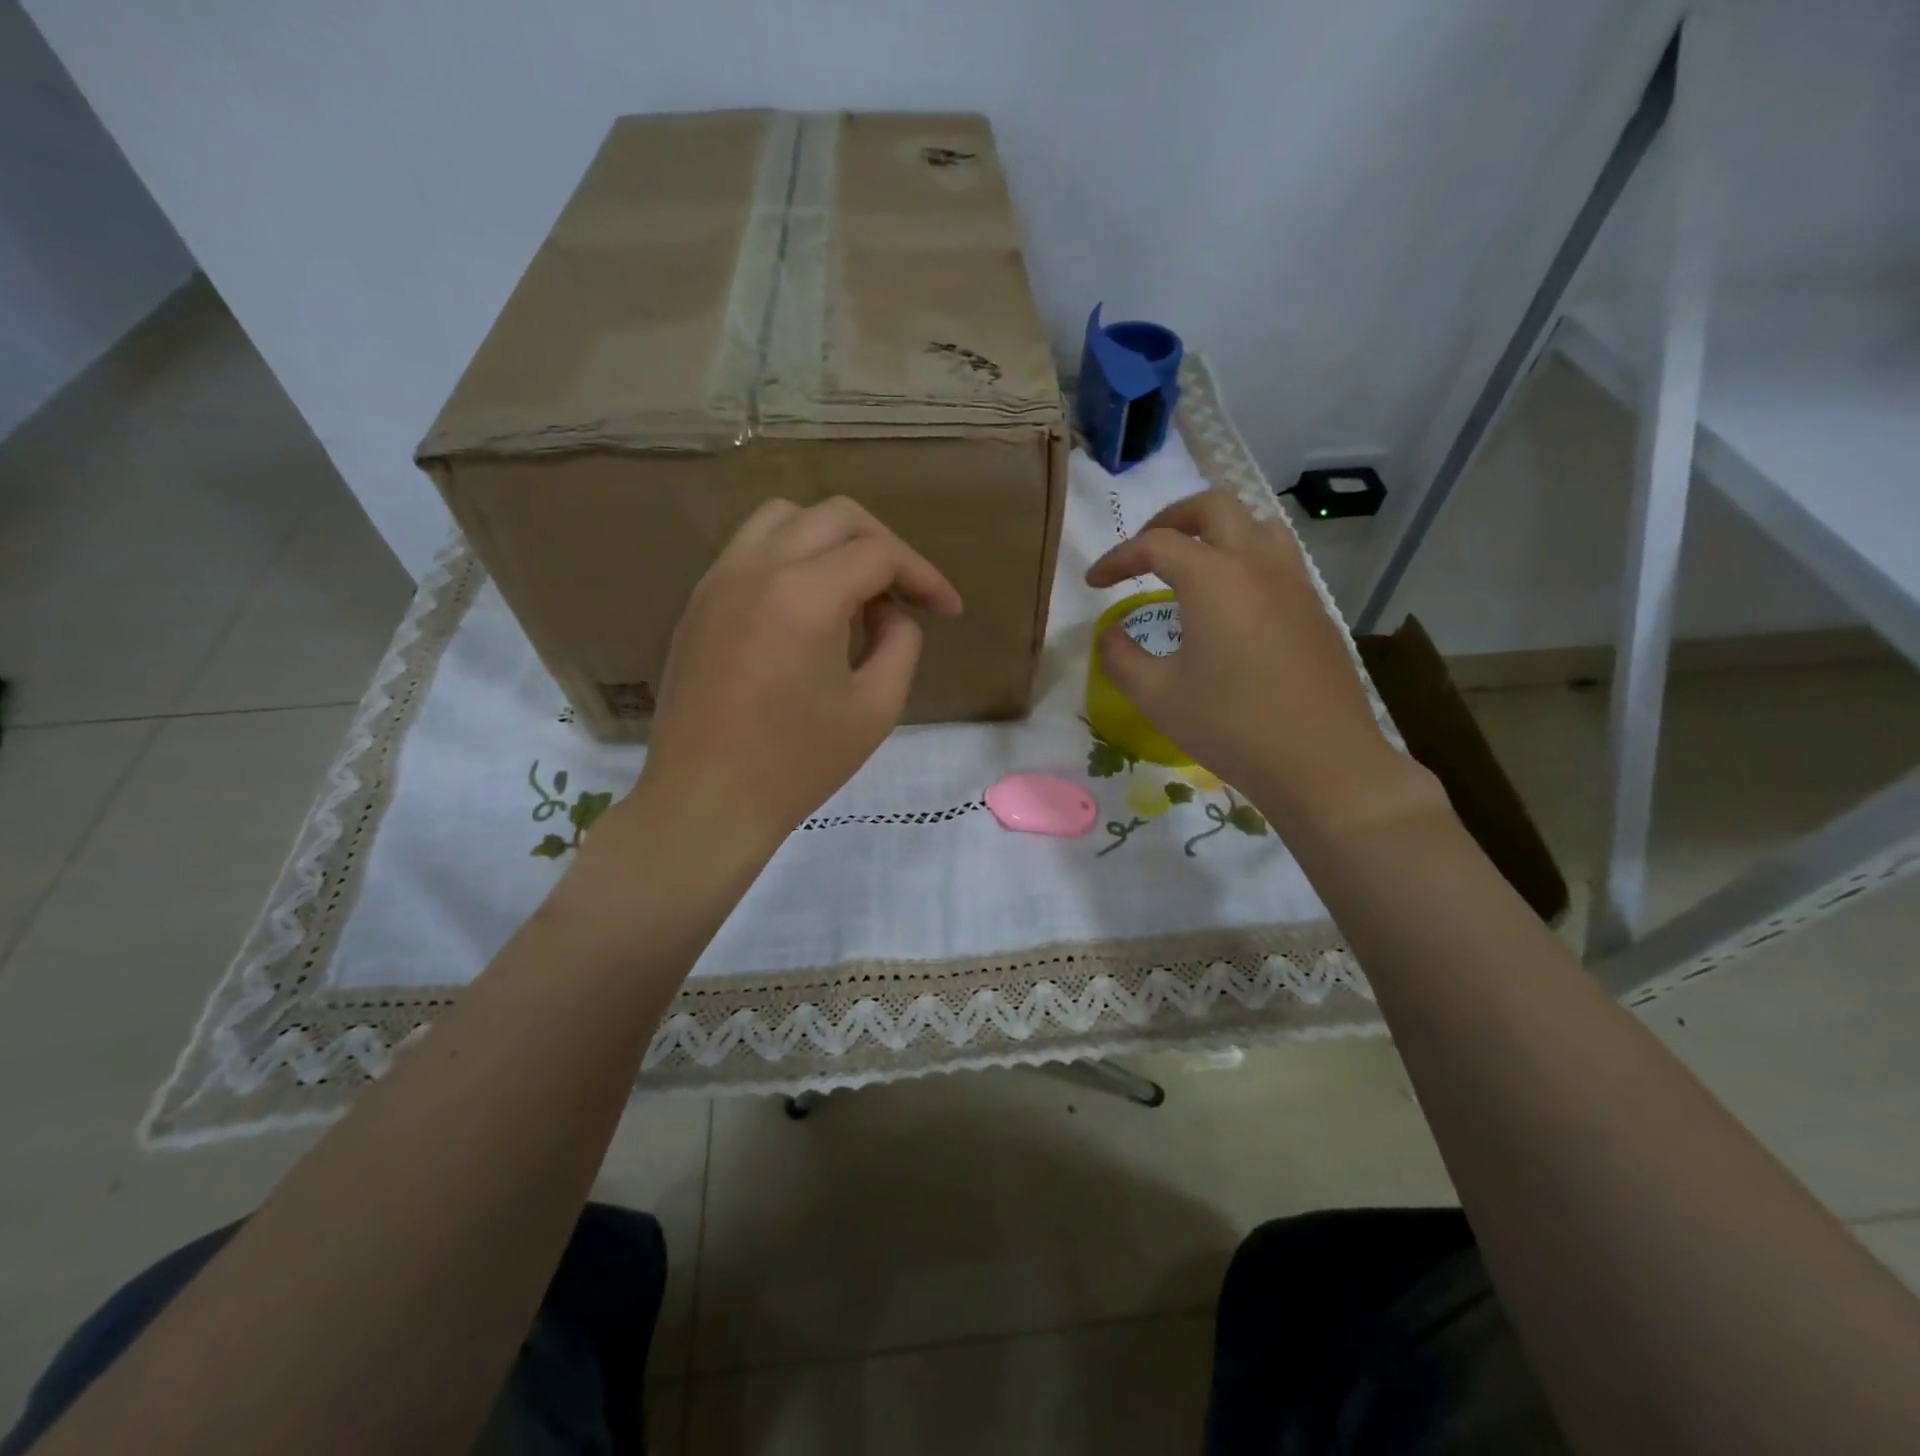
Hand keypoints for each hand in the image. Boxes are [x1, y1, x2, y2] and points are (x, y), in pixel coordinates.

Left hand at [635, 496, 962, 843]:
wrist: (706, 801)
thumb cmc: (797, 764)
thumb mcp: (876, 708)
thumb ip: (901, 643)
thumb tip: (891, 612)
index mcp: (805, 594)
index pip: (880, 553)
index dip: (924, 576)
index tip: (948, 610)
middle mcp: (757, 567)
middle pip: (836, 516)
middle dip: (884, 546)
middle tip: (907, 593)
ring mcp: (719, 579)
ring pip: (785, 517)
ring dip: (833, 539)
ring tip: (855, 589)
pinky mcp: (699, 600)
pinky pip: (752, 548)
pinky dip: (792, 555)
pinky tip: (808, 604)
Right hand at [1085, 489, 1440, 835]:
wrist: (1320, 762)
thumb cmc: (1231, 727)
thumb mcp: (1157, 696)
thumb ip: (1120, 657)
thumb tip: (1108, 634)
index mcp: (1214, 578)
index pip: (1156, 544)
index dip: (1117, 558)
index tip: (1093, 583)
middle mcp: (1257, 563)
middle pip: (1212, 507)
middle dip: (1169, 519)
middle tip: (1143, 550)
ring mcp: (1294, 582)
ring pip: (1254, 523)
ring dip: (1215, 530)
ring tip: (1190, 563)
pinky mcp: (1313, 607)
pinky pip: (1277, 557)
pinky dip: (1243, 557)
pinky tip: (1230, 602)